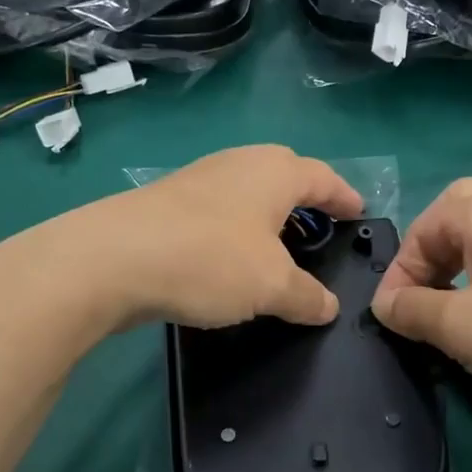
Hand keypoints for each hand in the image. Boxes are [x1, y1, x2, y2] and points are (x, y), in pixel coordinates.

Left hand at [64, 146, 363, 330]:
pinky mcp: (167, 204)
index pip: (323, 178)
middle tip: (320, 226)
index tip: (360, 213)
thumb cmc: (209, 260)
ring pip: (247, 192)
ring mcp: (198, 180)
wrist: (112, 259)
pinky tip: (228, 259)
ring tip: (277, 247)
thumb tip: (328, 307)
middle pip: (283, 174)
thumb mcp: (272, 286)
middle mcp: (238, 165)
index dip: (345, 197)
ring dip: (266, 216)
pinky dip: (234, 231)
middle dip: (305, 198)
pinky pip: (218, 212)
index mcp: (274, 172)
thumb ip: (307, 296)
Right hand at [370, 179, 471, 425]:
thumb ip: (411, 310)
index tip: (391, 316)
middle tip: (424, 295)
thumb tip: (385, 305)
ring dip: (464, 272)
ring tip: (457, 316)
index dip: (399, 272)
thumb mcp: (457, 326)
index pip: (423, 228)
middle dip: (432, 256)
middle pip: (460, 218)